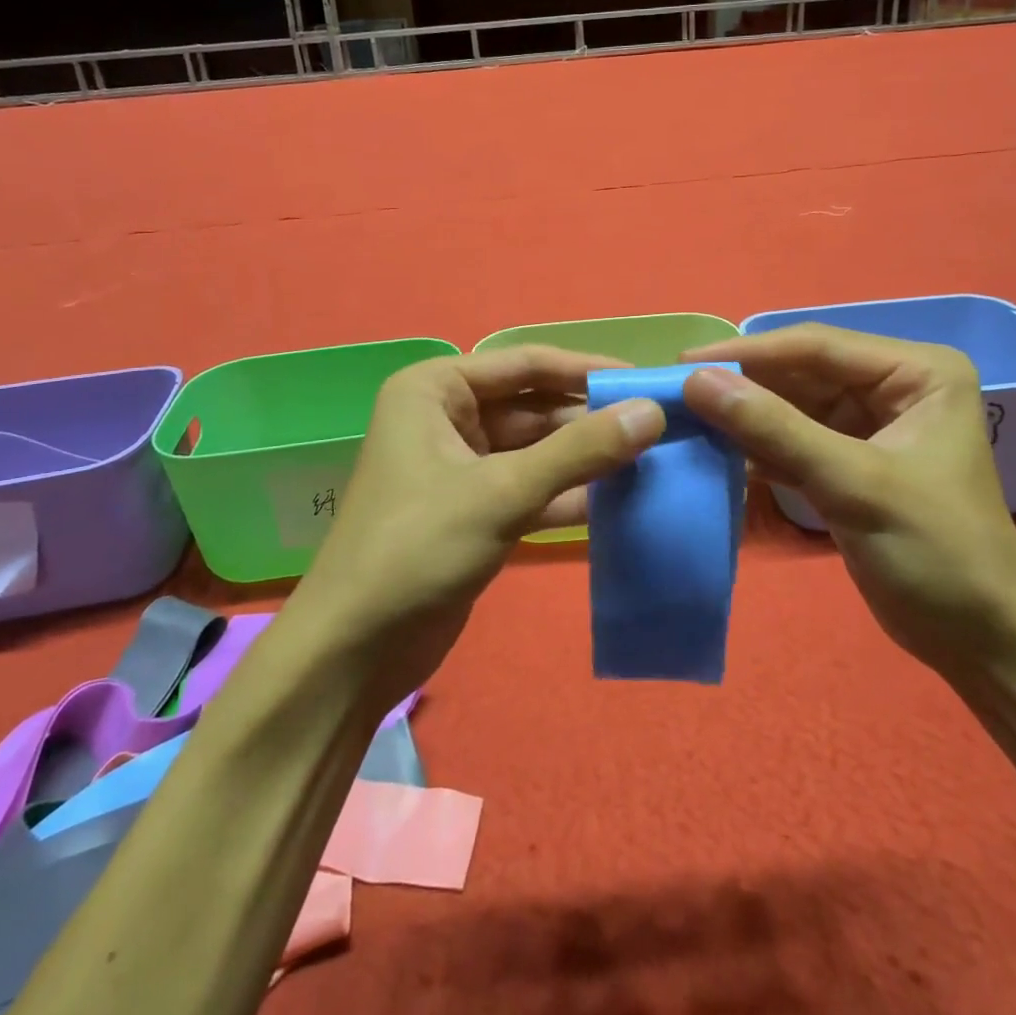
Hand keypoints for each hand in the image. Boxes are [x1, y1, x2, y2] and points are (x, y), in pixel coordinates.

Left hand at [286, 347, 665, 712]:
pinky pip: (532, 488)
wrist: (355, 650)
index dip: (587, 370)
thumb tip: (652, 412)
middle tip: (660, 427)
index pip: (526, 364)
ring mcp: (461, 466)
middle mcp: (447, 417)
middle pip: (534, 406)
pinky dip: (570, 494)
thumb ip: (579, 451)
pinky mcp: (476, 510)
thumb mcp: (502, 492)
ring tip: (653, 460)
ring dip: (587, 458)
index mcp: (436, 390)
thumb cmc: (417, 548)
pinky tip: (622, 501)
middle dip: (592, 419)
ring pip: (537, 450)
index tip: (648, 381)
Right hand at [680, 324, 1015, 675]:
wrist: (982, 641)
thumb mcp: (853, 483)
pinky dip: (756, 446)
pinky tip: (714, 450)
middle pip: (800, 372)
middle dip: (742, 384)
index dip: (747, 352)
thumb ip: (774, 429)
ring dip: (743, 415)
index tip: (684, 362)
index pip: (817, 346)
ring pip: (790, 405)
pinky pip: (792, 439)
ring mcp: (870, 424)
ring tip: (684, 419)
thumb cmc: (937, 552)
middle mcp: (893, 385)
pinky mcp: (849, 461)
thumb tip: (696, 381)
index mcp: (916, 371)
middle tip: (674, 392)